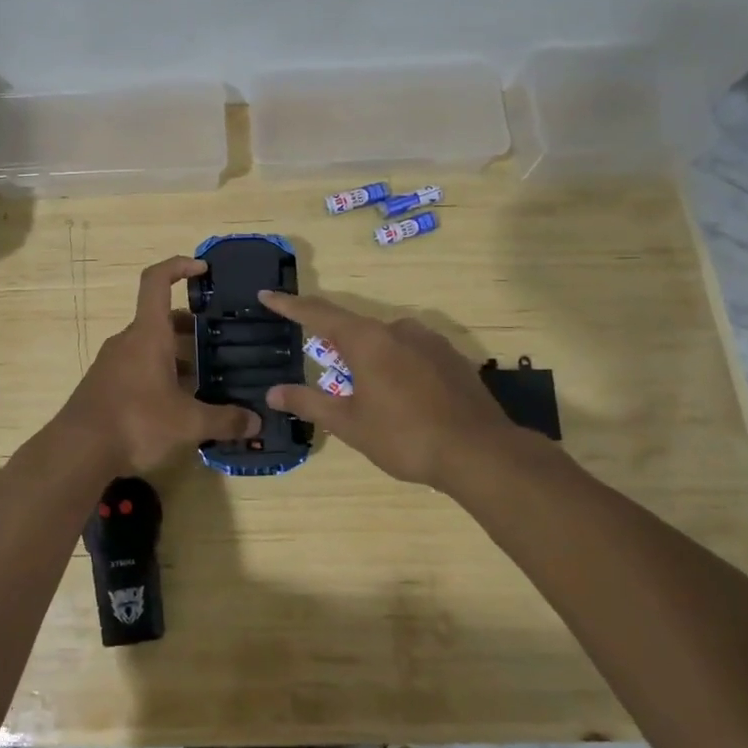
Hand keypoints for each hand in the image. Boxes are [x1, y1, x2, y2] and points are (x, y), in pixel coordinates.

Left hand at [54, 256, 259, 474]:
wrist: (77, 451)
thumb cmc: (136, 422)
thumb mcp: (188, 423)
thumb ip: (224, 420)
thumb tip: (256, 422)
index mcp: (148, 334)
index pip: (157, 281)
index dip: (179, 266)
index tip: (203, 269)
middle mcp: (128, 341)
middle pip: (160, 319)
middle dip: (190, 328)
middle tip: (219, 343)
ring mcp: (112, 363)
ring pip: (149, 347)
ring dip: (176, 356)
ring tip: (205, 380)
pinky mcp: (104, 386)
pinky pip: (137, 368)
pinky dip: (159, 375)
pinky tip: (177, 406)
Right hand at [259, 290, 524, 490]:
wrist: (480, 452)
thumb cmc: (404, 436)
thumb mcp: (350, 424)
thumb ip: (309, 403)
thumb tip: (272, 392)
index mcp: (366, 340)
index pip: (318, 314)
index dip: (290, 305)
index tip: (267, 295)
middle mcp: (397, 329)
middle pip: (353, 327)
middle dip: (333, 341)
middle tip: (319, 359)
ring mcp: (429, 341)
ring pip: (385, 340)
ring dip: (367, 356)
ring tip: (364, 387)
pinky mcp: (452, 357)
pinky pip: (411, 352)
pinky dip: (395, 365)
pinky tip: (401, 394)